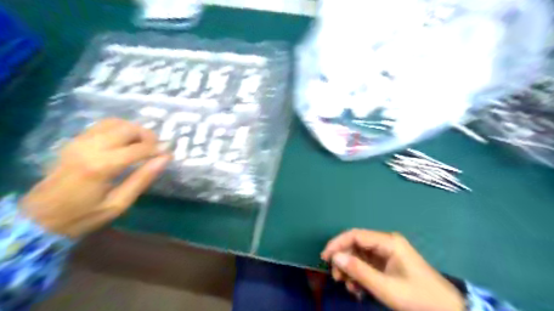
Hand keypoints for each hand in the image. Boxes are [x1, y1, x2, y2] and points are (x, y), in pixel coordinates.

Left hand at [19, 119, 171, 237]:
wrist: (38, 218)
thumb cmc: (83, 216)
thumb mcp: (119, 203)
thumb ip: (143, 178)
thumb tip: (165, 159)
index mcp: (102, 166)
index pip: (139, 148)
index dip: (158, 149)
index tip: (169, 154)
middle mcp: (90, 147)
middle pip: (127, 128)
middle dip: (147, 135)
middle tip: (156, 148)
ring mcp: (80, 142)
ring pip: (115, 122)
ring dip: (134, 129)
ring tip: (142, 144)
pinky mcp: (74, 141)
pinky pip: (102, 126)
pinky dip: (119, 129)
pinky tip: (125, 142)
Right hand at [323, 228, 463, 310]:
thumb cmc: (418, 298)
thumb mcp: (386, 287)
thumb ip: (359, 271)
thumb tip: (335, 257)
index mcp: (388, 242)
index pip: (355, 235)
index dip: (337, 244)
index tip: (324, 258)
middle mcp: (386, 243)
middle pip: (356, 245)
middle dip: (344, 260)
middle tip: (337, 278)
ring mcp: (388, 253)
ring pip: (360, 256)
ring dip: (351, 270)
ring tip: (349, 288)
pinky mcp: (388, 263)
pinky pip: (367, 265)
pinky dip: (360, 275)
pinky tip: (359, 289)